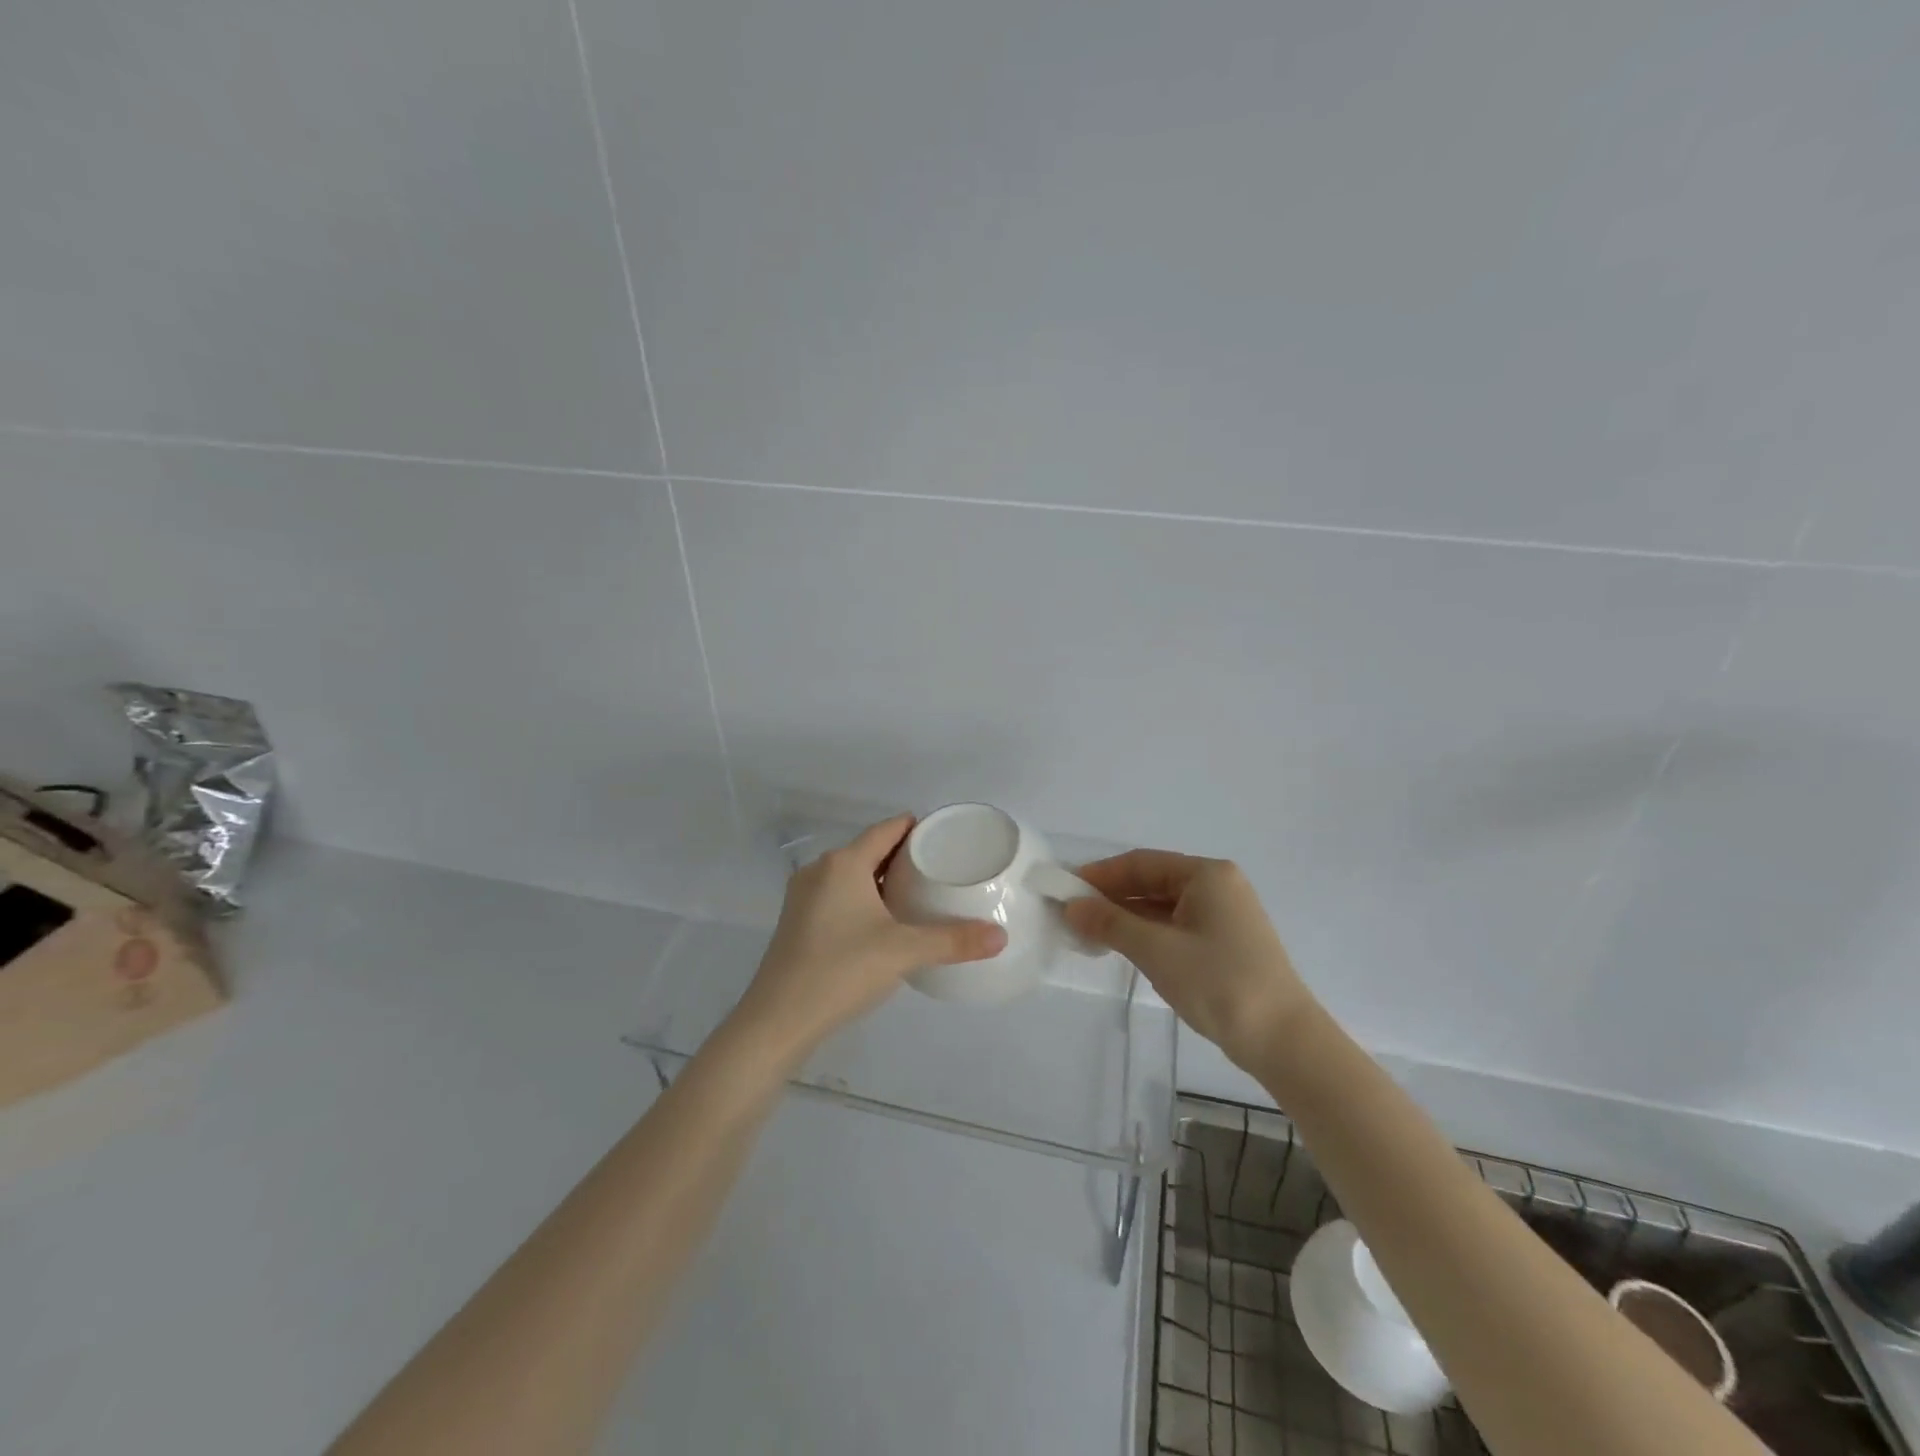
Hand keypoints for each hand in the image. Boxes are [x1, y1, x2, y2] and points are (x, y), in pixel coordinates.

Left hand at [732, 814, 1007, 1055]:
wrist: (778, 1020)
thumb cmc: (841, 971)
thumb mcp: (903, 952)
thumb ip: (953, 941)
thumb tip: (1001, 937)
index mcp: (844, 863)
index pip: (888, 829)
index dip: (918, 829)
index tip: (948, 838)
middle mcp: (820, 870)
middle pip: (870, 849)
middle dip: (905, 856)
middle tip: (942, 870)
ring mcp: (804, 896)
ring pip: (853, 874)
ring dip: (883, 879)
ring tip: (919, 895)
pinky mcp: (797, 921)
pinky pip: (838, 895)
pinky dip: (863, 898)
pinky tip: (883, 923)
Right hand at [1064, 850, 1315, 1070]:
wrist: (1284, 1041)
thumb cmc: (1219, 983)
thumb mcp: (1156, 950)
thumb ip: (1110, 923)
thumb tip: (1071, 906)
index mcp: (1207, 875)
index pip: (1141, 862)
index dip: (1100, 874)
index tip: (1065, 889)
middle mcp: (1218, 886)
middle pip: (1153, 881)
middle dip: (1112, 897)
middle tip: (1072, 913)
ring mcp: (1225, 916)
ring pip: (1163, 906)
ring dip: (1127, 917)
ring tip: (1090, 933)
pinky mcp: (1226, 943)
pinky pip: (1177, 926)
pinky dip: (1148, 934)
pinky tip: (1125, 948)